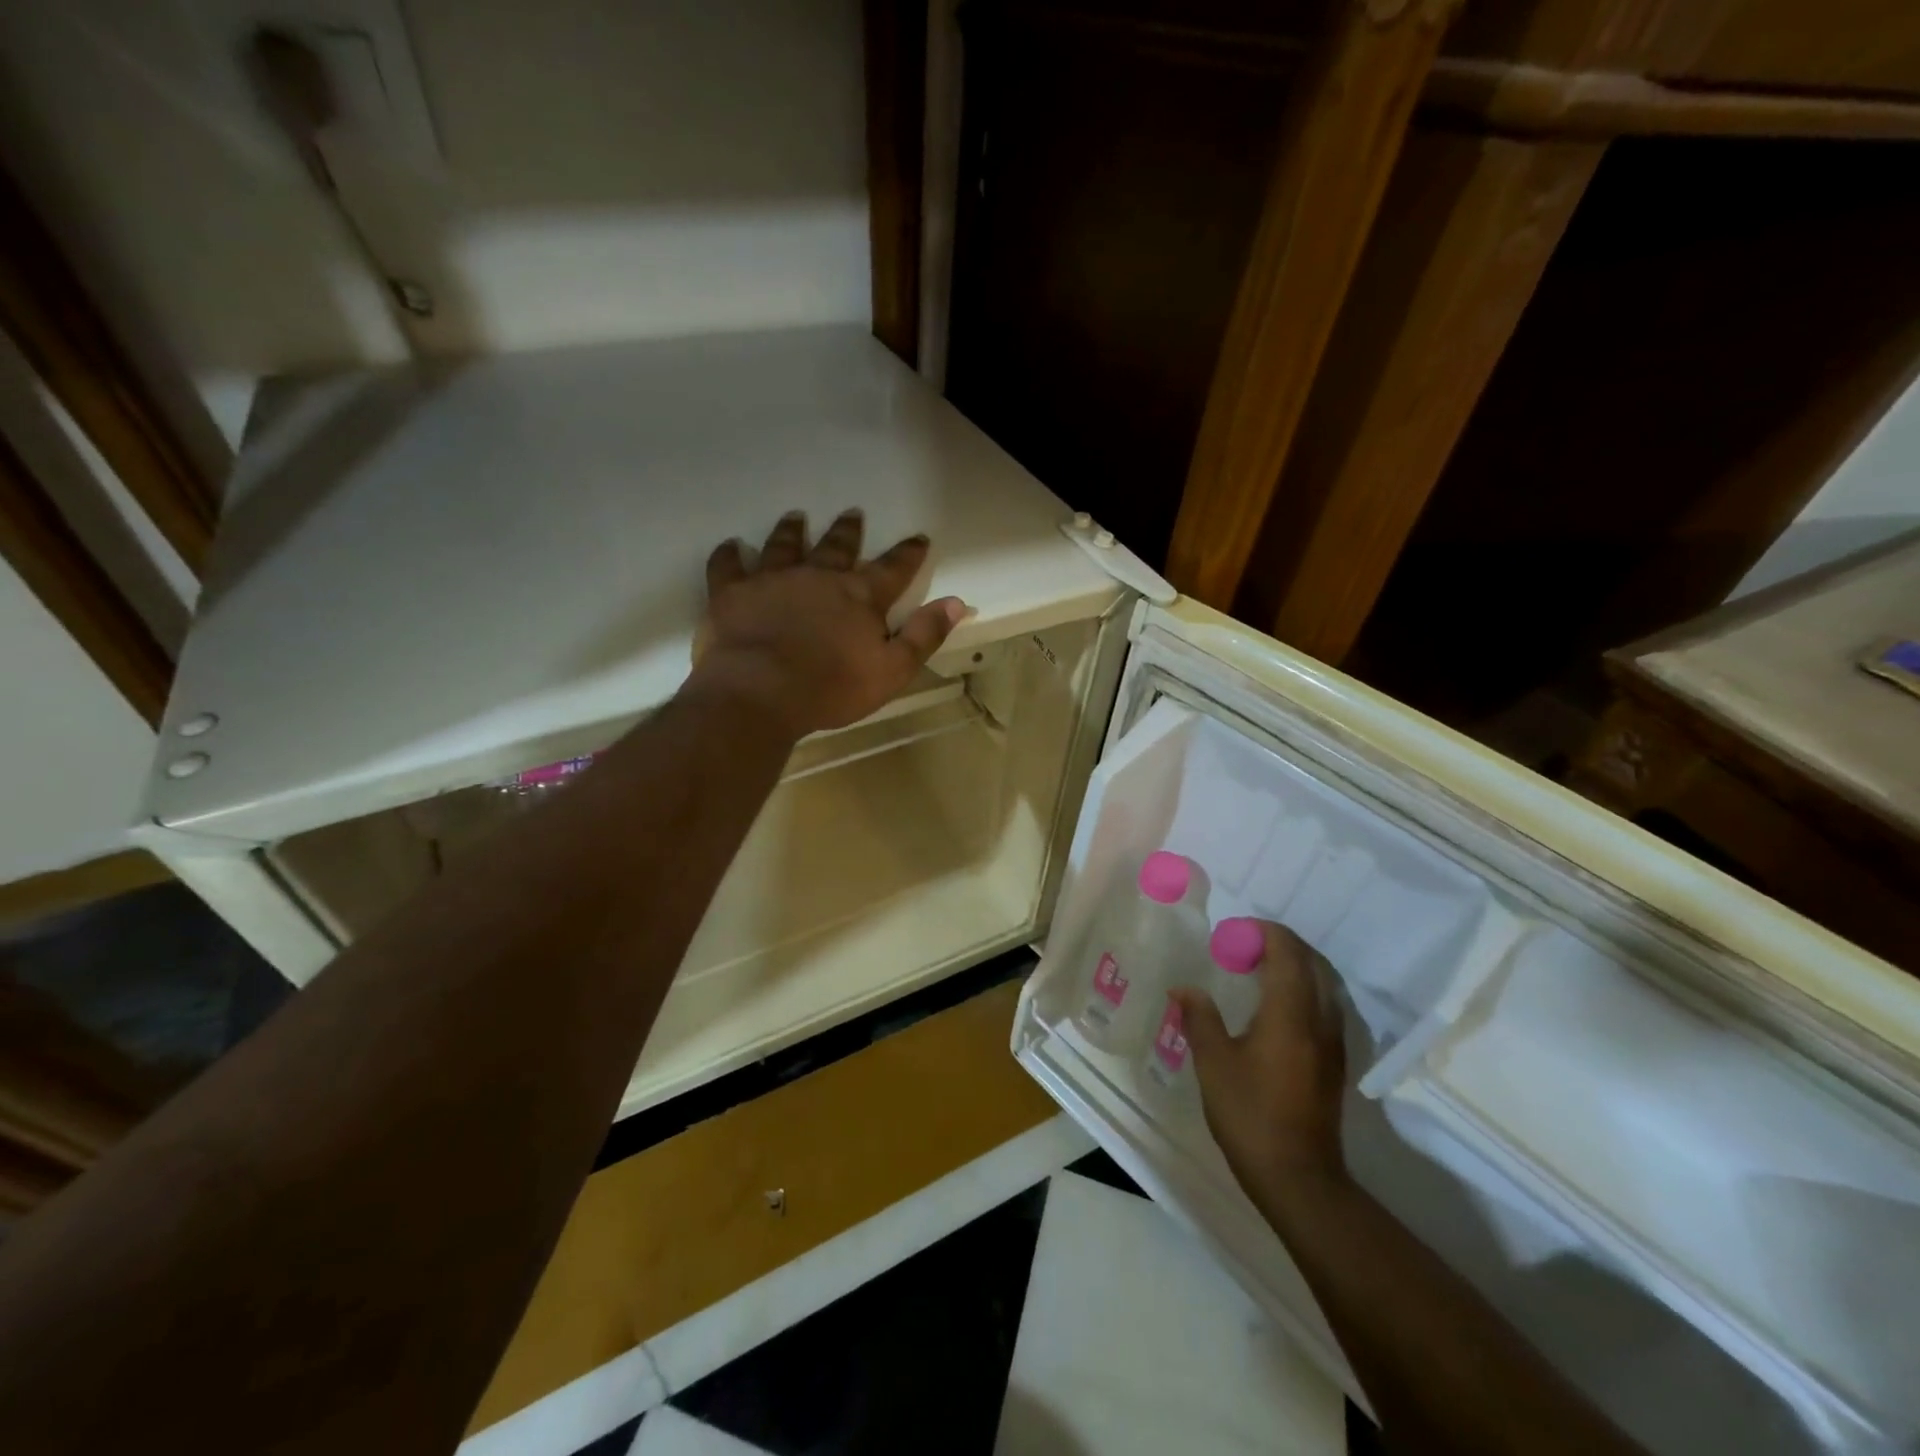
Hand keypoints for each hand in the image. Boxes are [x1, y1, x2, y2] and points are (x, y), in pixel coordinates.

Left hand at [692, 509, 968, 737]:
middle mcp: (817, 577)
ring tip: (795, 517)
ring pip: (783, 546)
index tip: (918, 537)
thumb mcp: (892, 670)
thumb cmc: (831, 689)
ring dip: (791, 531)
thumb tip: (957, 602)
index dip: (908, 553)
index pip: (892, 569)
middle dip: (848, 531)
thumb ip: (923, 635)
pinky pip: (727, 565)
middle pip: (837, 547)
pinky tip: (730, 546)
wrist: (760, 694)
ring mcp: (772, 580)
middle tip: (852, 513)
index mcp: (858, 596)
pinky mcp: (732, 593)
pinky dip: (729, 554)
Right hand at [1172, 920, 1348, 1200]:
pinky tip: (1274, 1007)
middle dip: (1279, 944)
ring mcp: (1333, 1041)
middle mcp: (1319, 1019)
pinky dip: (1302, 988)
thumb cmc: (1249, 1114)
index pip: (1287, 951)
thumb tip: (1184, 989)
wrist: (1298, 1177)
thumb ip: (1200, 1018)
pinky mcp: (1334, 1061)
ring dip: (1293, 965)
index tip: (1232, 934)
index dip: (1262, 932)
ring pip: (1322, 983)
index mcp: (1289, 1013)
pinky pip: (1324, 1004)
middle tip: (1242, 947)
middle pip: (1310, 961)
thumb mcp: (1213, 1063)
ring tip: (1256, 970)